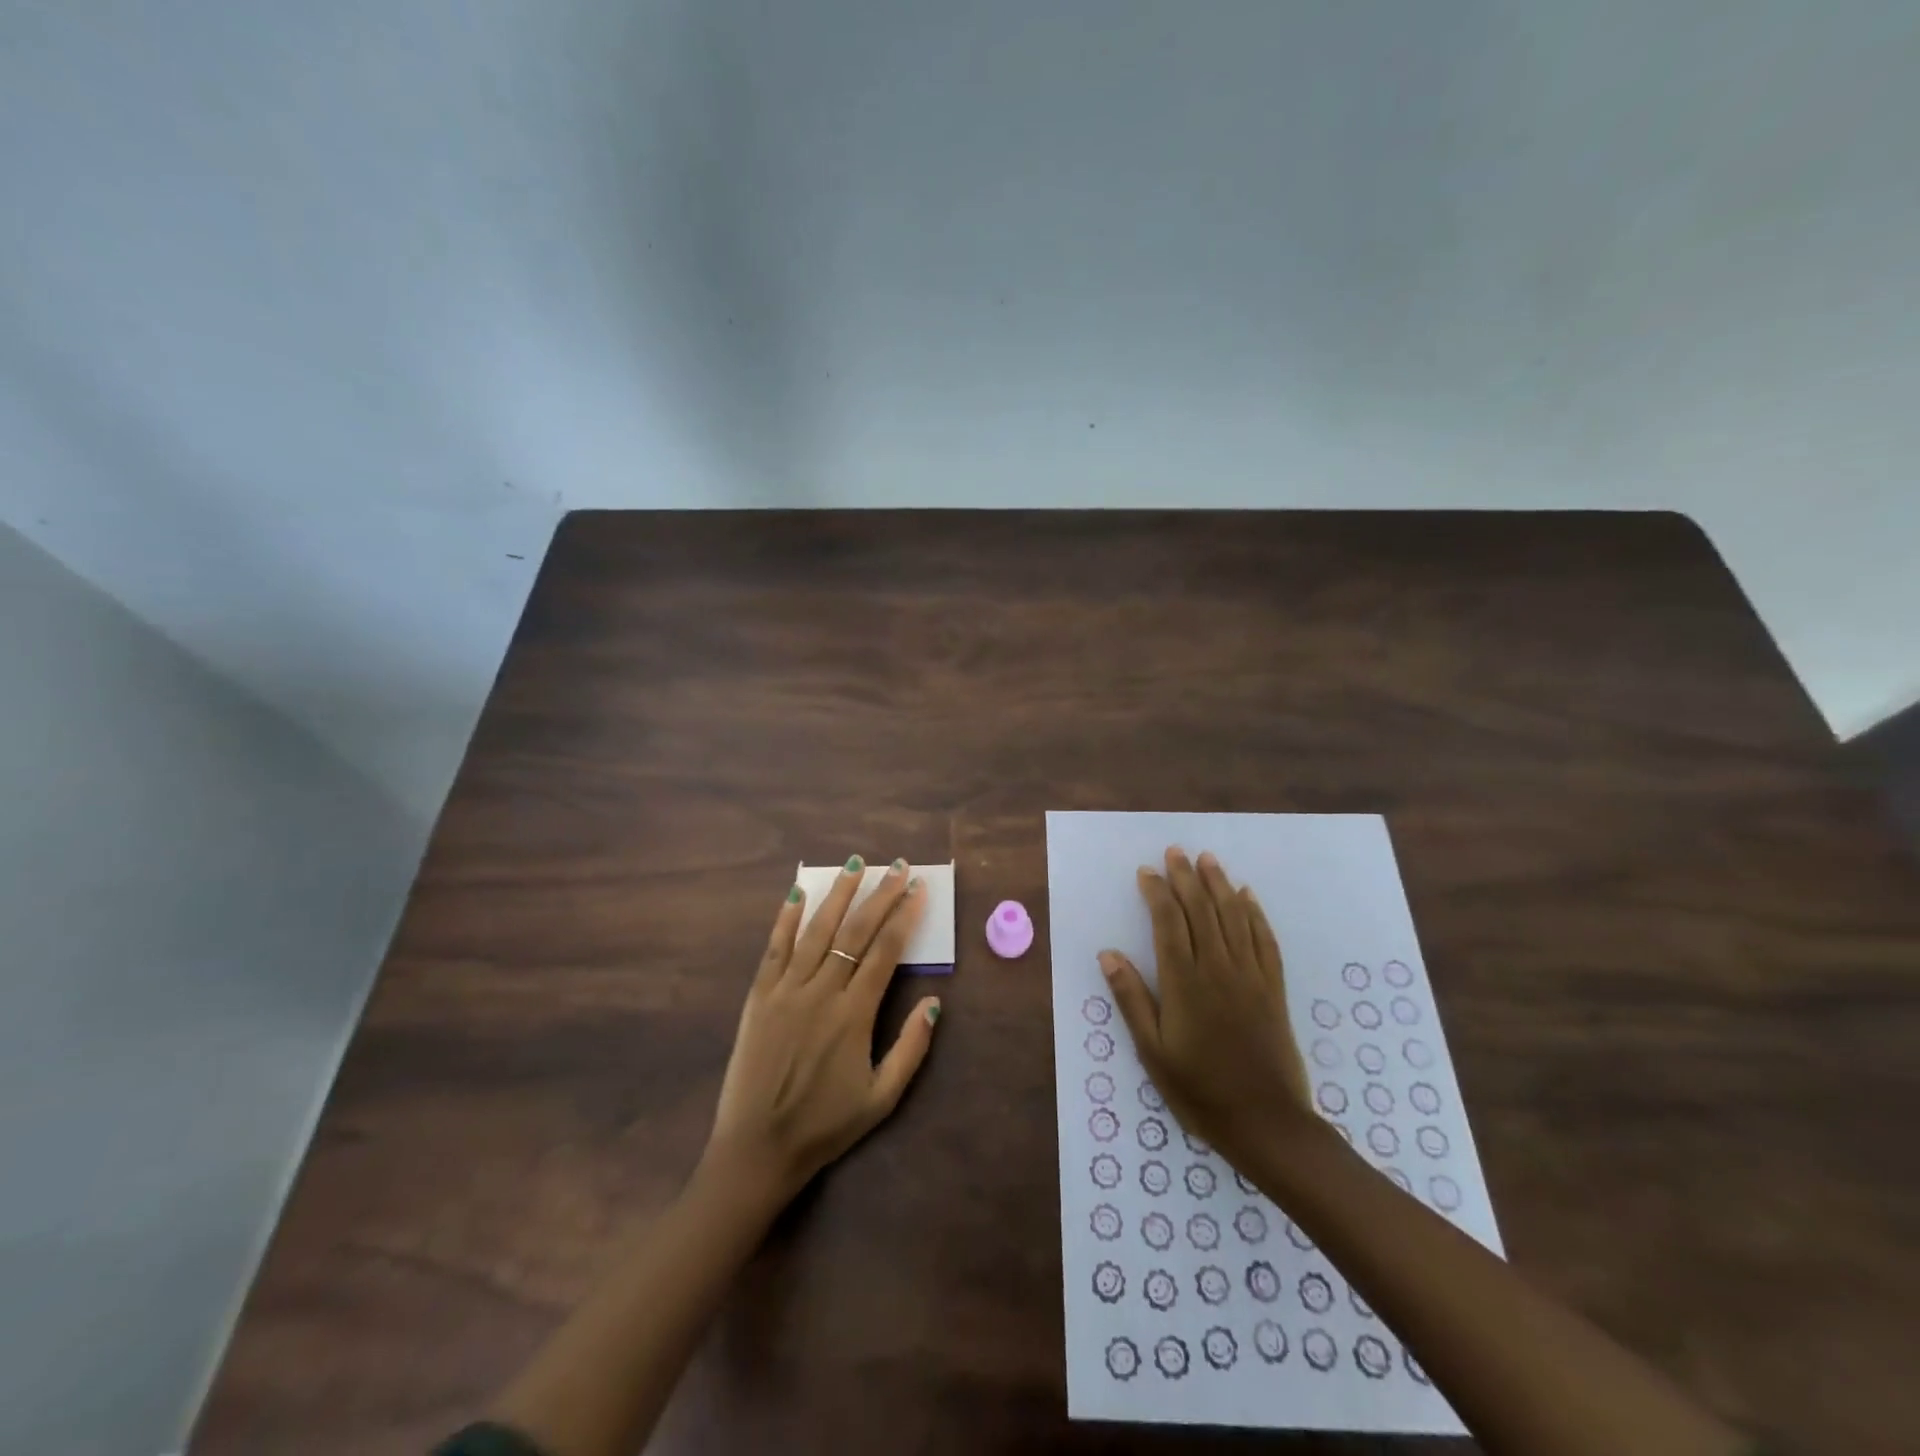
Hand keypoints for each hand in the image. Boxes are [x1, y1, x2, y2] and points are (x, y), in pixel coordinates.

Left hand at [705, 856, 941, 1202]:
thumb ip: (911, 1049)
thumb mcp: (881, 1098)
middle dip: (880, 895)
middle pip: (855, 932)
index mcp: (854, 1015)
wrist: (757, 1149)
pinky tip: (798, 893)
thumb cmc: (825, 1126)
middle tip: (898, 867)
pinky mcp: (758, 997)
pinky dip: (786, 919)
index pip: (886, 951)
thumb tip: (935, 1001)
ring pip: (816, 930)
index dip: (905, 917)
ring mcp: (786, 991)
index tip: (919, 890)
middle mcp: (821, 993)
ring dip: (838, 895)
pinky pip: (774, 949)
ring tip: (855, 864)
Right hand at [1099, 847, 1312, 1168]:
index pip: (1168, 922)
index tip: (1146, 871)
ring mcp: (1250, 976)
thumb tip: (1108, 954)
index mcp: (1184, 982)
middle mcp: (1218, 968)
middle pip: (1201, 910)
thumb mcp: (1152, 1051)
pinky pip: (1264, 939)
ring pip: (1233, 916)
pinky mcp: (1273, 988)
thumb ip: (1131, 999)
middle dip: (1186, 877)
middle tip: (1176, 851)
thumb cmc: (1199, 1090)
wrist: (1267, 1123)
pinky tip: (1247, 896)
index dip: (1157, 892)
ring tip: (1208, 859)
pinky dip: (1254, 913)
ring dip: (1219, 884)